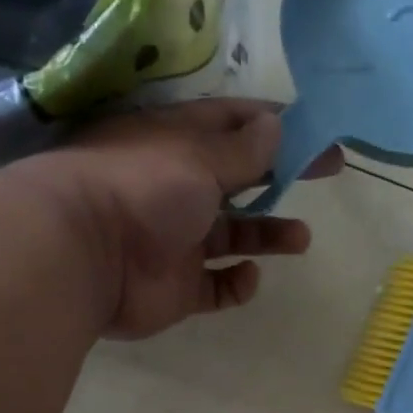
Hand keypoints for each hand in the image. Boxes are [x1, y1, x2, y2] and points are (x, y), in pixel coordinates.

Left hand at [51, 99, 341, 339]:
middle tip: (328, 173)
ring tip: (300, 239)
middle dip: (282, 176)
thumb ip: (242, 149)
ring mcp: (176, 241)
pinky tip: (247, 276)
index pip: (231, 125)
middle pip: (239, 179)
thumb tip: (276, 125)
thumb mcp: (198, 156)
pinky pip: (216, 287)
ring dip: (267, 234)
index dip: (274, 124)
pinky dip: (236, 284)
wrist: (84, 256)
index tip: (316, 130)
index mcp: (175, 145)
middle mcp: (176, 189)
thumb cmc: (142, 188)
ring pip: (233, 236)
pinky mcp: (177, 288)